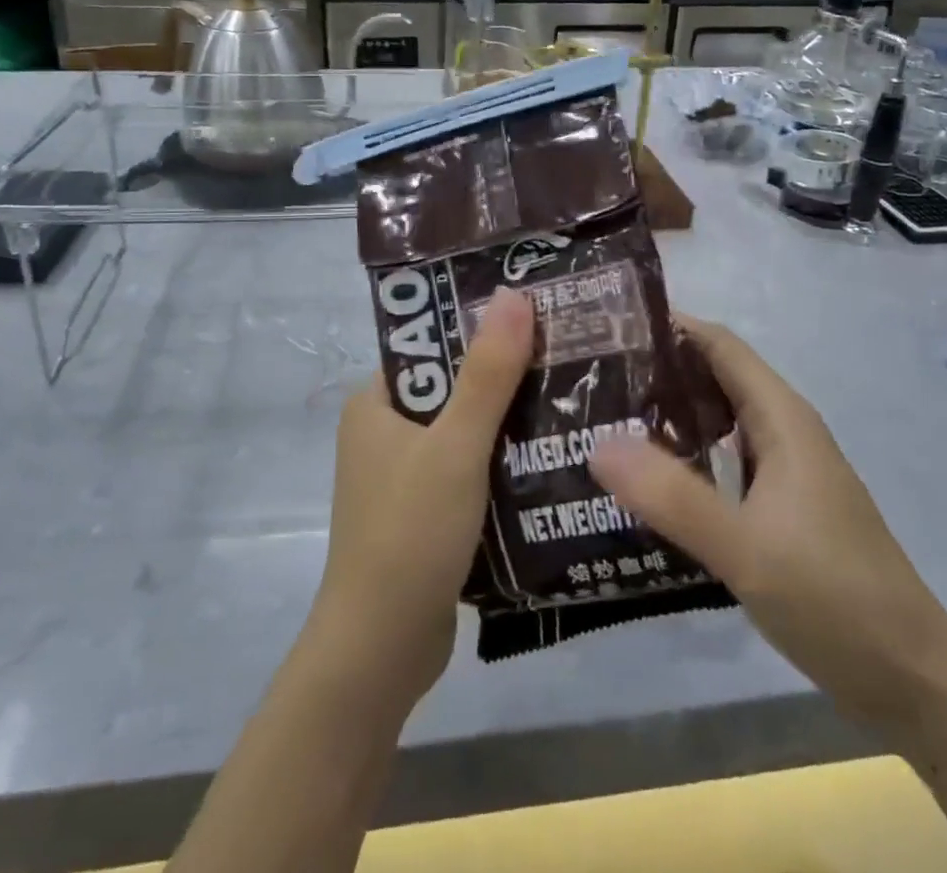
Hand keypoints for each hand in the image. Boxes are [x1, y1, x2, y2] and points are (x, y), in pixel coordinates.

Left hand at [308, 287, 533, 708]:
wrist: (381, 652)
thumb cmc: (410, 533)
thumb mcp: (455, 446)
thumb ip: (487, 374)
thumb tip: (511, 293)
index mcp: (375, 402)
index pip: (432, 345)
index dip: (481, 328)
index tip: (536, 316)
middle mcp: (384, 432)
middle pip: (453, 387)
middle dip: (504, 377)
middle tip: (566, 356)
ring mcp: (403, 475)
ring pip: (465, 432)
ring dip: (509, 423)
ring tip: (571, 400)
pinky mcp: (425, 513)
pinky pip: (469, 471)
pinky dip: (502, 464)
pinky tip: (550, 457)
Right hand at [590, 316, 946, 730]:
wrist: (912, 681)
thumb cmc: (834, 599)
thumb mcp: (744, 548)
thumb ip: (671, 496)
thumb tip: (597, 445)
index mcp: (781, 418)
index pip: (718, 344)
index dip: (668, 326)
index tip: (608, 329)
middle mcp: (783, 431)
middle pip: (714, 377)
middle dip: (656, 371)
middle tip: (591, 380)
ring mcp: (785, 471)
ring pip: (717, 421)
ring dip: (668, 416)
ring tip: (606, 423)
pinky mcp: (781, 507)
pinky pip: (723, 461)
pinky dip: (685, 457)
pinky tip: (649, 482)